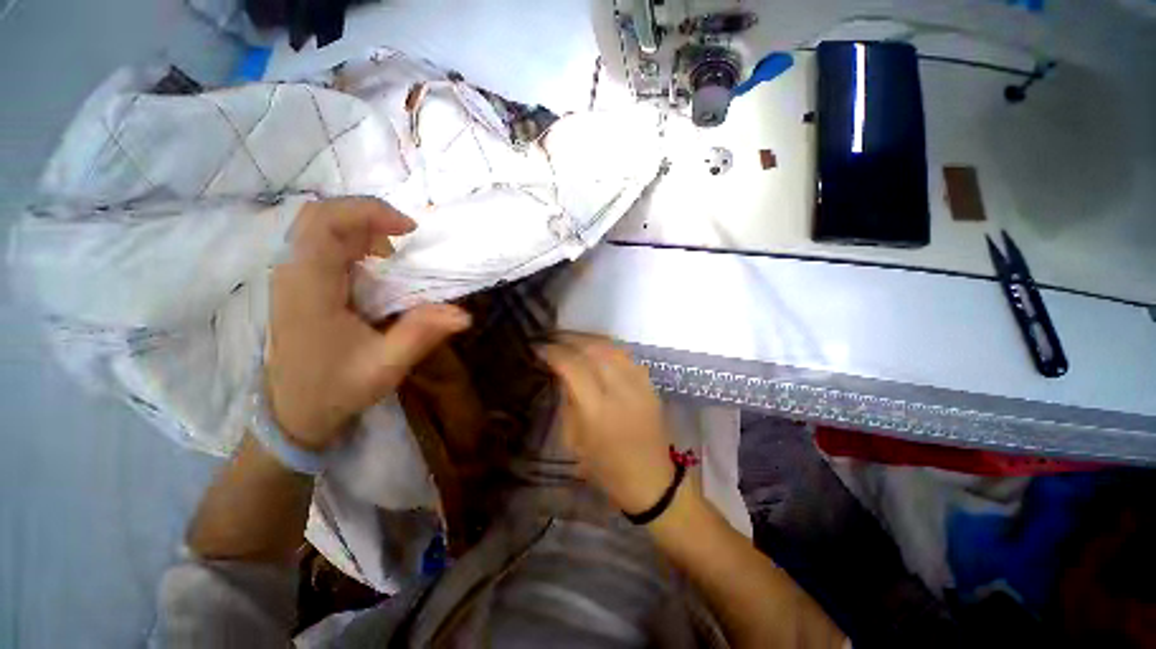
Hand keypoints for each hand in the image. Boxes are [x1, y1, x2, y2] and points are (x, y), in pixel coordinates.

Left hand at [266, 197, 470, 450]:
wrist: (292, 412)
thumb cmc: (336, 389)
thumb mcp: (385, 366)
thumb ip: (421, 335)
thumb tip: (463, 314)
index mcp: (309, 288)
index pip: (325, 224)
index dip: (368, 212)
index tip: (410, 229)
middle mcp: (292, 274)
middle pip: (318, 216)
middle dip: (366, 215)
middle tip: (405, 235)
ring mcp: (291, 278)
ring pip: (318, 227)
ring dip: (360, 228)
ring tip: (394, 251)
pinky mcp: (298, 285)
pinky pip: (320, 244)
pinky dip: (352, 241)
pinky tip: (375, 263)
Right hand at [538, 335, 674, 513]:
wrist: (651, 479)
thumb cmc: (606, 468)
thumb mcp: (574, 440)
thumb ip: (567, 401)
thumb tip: (560, 373)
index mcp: (597, 409)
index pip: (572, 366)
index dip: (553, 352)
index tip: (538, 348)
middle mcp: (620, 390)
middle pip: (592, 349)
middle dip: (568, 339)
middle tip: (552, 338)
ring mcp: (639, 384)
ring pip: (610, 346)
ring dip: (587, 338)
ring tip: (570, 338)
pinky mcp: (650, 383)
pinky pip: (625, 354)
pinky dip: (606, 346)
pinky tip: (594, 347)